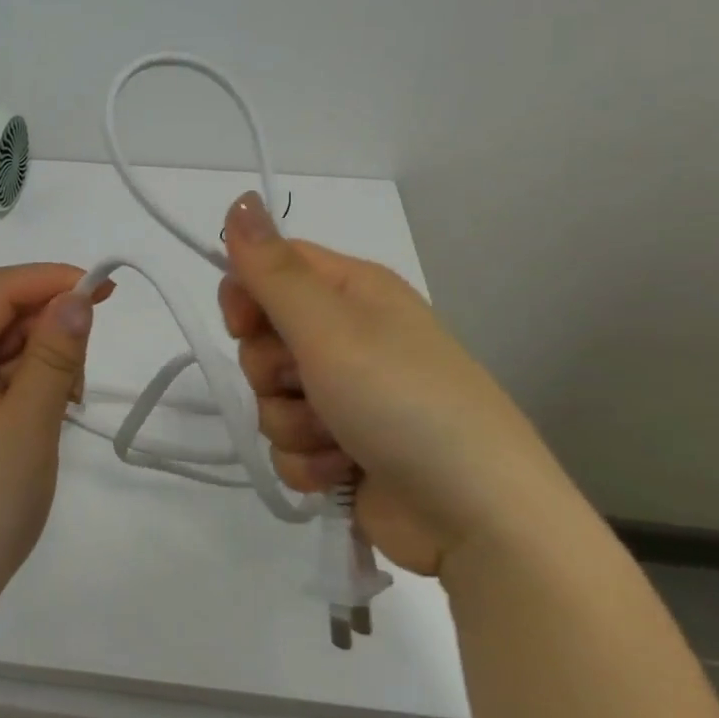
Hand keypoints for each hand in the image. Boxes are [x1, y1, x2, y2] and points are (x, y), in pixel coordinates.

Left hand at [0, 263, 105, 627]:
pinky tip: (49, 414)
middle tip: (85, 368)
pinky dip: (29, 386)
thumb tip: (77, 295)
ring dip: (42, 360)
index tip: (104, 289)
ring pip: (1, 349)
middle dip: (48, 326)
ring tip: (67, 402)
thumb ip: (55, 356)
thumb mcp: (26, 427)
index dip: (50, 280)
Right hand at [218, 192, 578, 576]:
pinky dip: (308, 461)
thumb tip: (239, 199)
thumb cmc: (402, 401)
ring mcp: (346, 396)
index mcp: (354, 292)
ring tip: (337, 439)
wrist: (478, 518)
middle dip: (271, 370)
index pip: (272, 267)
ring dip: (292, 423)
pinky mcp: (343, 450)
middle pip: (263, 337)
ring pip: (272, 397)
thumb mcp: (330, 327)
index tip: (243, 324)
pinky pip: (290, 444)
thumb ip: (273, 270)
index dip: (246, 293)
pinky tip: (342, 472)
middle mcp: (349, 337)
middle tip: (307, 383)